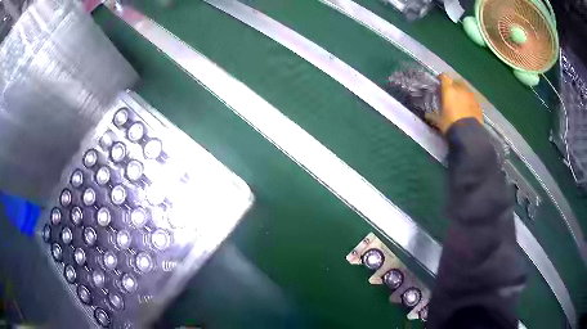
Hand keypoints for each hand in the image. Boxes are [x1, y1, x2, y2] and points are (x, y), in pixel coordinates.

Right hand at [425, 73, 482, 133]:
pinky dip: (469, 101)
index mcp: (449, 90)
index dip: (441, 79)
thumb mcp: (439, 121)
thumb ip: (433, 115)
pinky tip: (468, 109)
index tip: (439, 83)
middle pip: (457, 81)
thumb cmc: (451, 125)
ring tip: (460, 101)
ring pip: (466, 89)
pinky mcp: (478, 104)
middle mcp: (460, 89)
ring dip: (462, 92)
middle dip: (453, 85)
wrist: (468, 135)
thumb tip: (426, 115)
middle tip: (450, 93)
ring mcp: (471, 96)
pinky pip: (472, 99)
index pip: (444, 77)